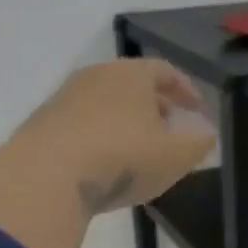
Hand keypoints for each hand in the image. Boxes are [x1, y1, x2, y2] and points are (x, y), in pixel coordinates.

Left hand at [16, 60, 214, 213]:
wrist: (46, 176)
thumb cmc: (123, 157)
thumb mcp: (175, 156)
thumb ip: (198, 143)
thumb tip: (206, 134)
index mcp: (131, 75)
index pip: (165, 71)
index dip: (186, 90)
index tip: (198, 109)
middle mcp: (95, 77)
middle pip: (132, 86)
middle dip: (155, 107)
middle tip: (171, 130)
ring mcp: (64, 99)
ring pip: (104, 105)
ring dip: (125, 123)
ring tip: (138, 150)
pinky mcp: (41, 125)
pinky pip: (81, 126)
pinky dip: (98, 138)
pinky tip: (104, 165)